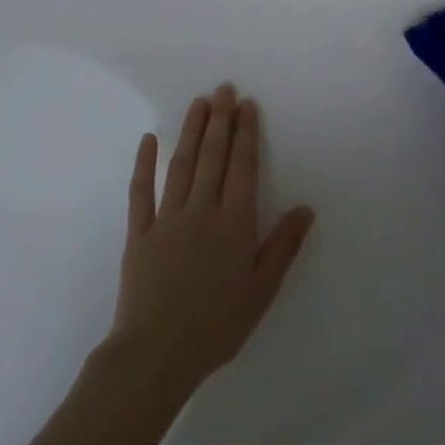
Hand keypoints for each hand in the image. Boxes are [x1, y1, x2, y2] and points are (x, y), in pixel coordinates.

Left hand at [109, 84, 315, 396]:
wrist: (155, 356)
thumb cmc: (217, 325)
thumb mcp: (262, 290)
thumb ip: (283, 246)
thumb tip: (306, 208)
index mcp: (234, 224)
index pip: (243, 167)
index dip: (246, 134)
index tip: (247, 105)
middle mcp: (201, 211)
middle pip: (213, 157)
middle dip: (221, 120)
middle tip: (224, 89)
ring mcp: (166, 220)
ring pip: (181, 165)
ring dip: (191, 131)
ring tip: (199, 102)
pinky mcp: (138, 234)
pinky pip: (140, 192)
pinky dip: (144, 164)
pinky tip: (149, 139)